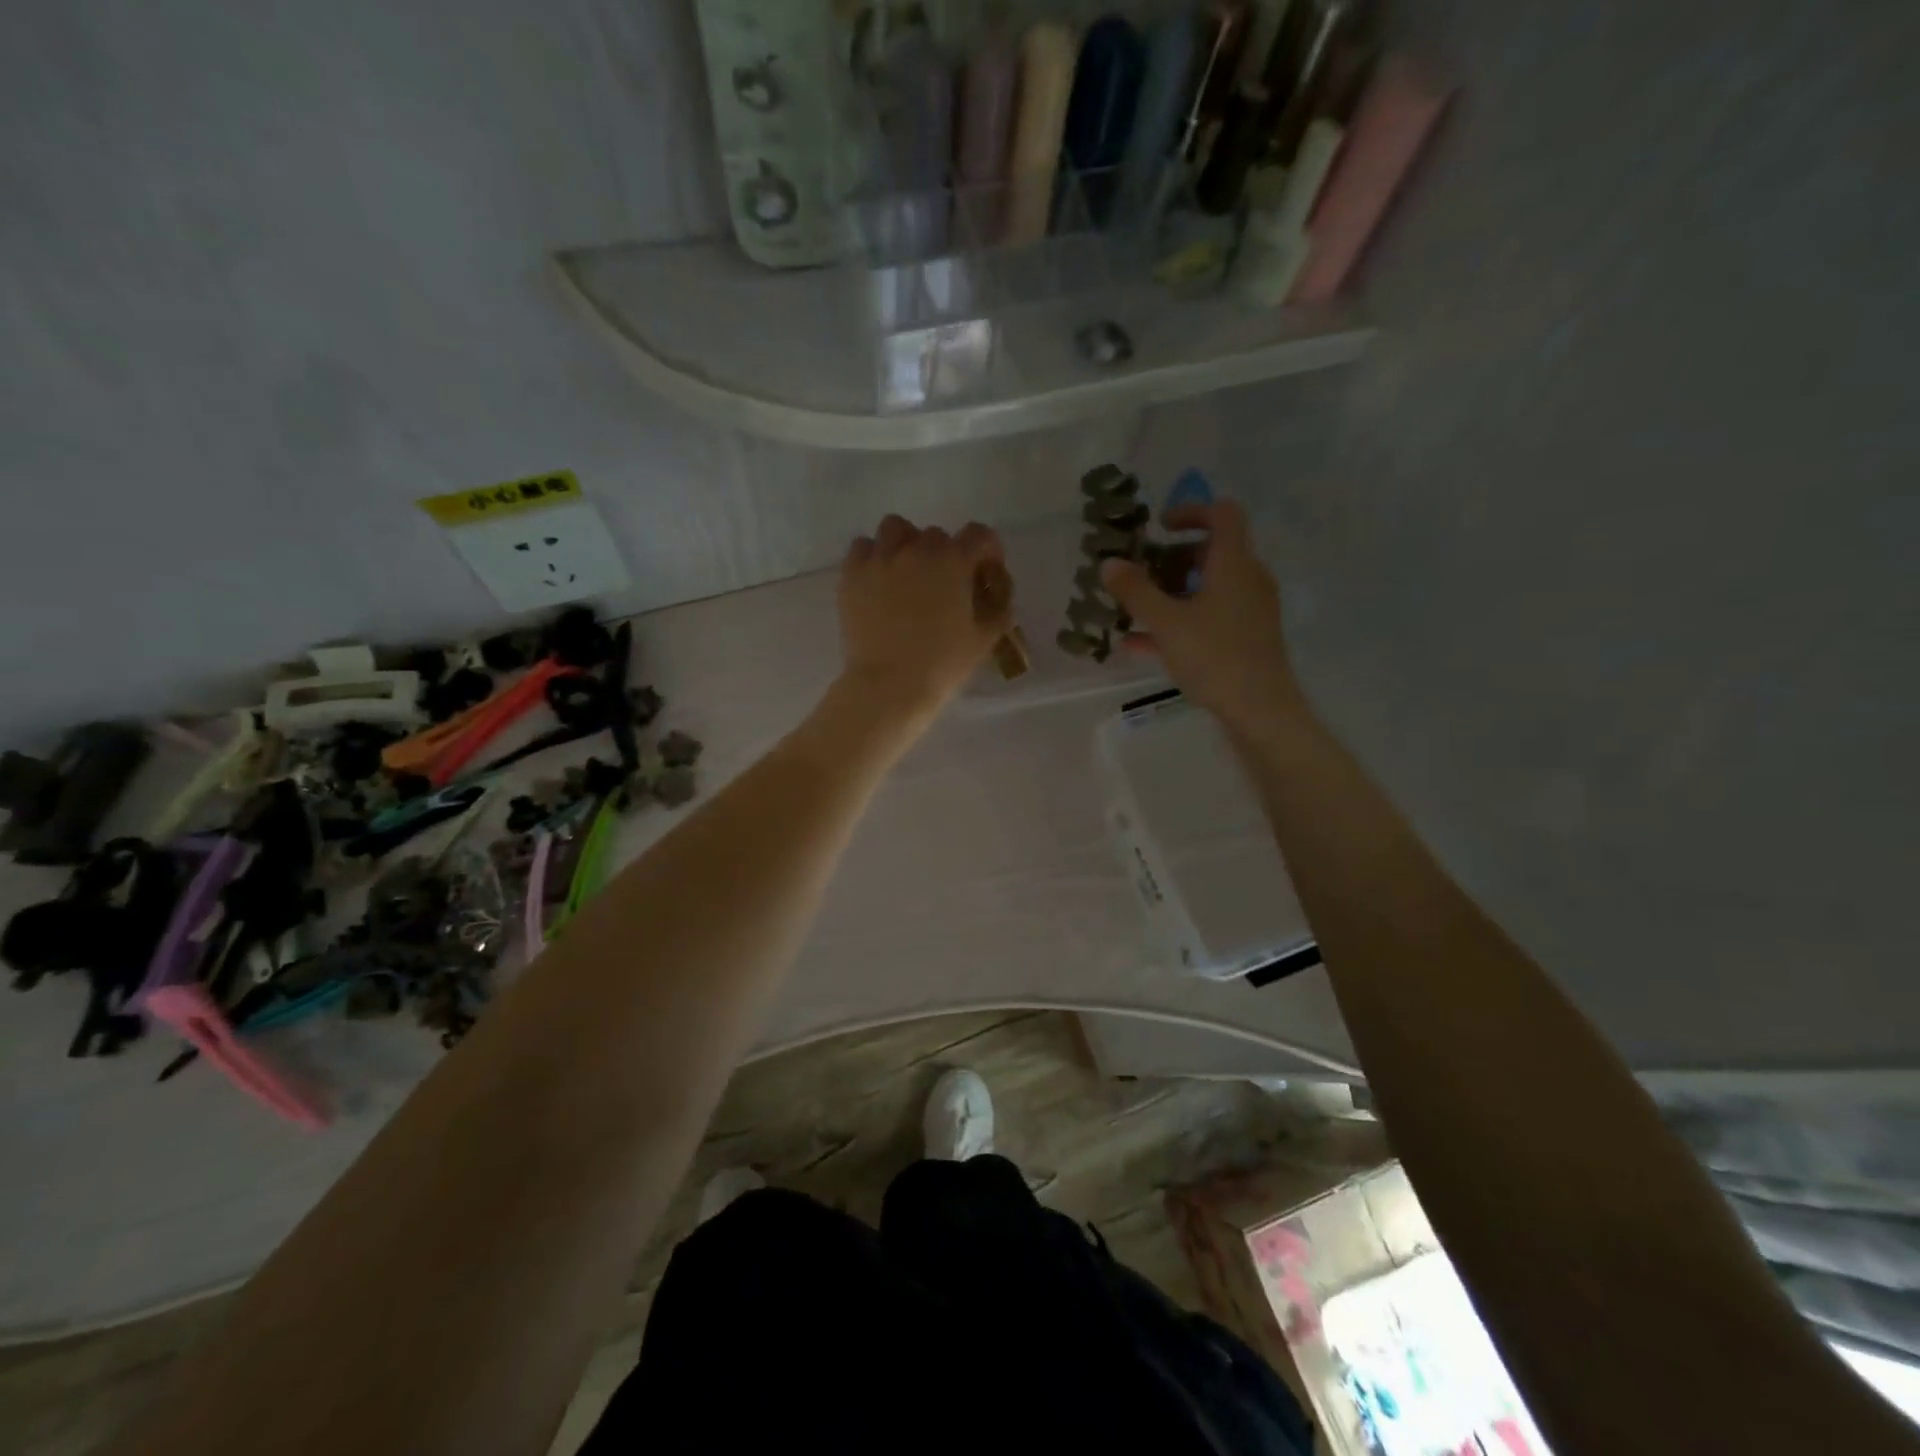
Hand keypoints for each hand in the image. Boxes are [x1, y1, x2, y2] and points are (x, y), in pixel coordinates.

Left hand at [837, 515, 1009, 723]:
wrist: (889, 686)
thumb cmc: (942, 665)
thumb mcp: (984, 640)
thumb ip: (998, 611)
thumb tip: (998, 597)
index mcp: (953, 562)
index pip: (979, 534)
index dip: (987, 550)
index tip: (985, 571)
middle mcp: (917, 550)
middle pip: (936, 535)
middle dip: (945, 554)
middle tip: (943, 583)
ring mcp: (880, 559)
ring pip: (895, 529)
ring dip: (906, 544)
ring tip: (906, 572)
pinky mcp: (852, 574)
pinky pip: (862, 547)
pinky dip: (873, 557)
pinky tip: (878, 579)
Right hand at [1100, 501, 1306, 737]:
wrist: (1260, 710)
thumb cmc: (1215, 656)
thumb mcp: (1167, 623)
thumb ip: (1136, 591)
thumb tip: (1109, 562)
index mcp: (1234, 563)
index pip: (1222, 514)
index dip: (1190, 511)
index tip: (1159, 528)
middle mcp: (1248, 579)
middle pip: (1211, 553)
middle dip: (1171, 560)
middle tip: (1140, 575)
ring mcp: (1249, 611)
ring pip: (1207, 588)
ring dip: (1170, 593)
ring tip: (1133, 611)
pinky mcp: (1246, 638)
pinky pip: (1208, 618)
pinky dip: (1179, 622)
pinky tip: (1140, 645)